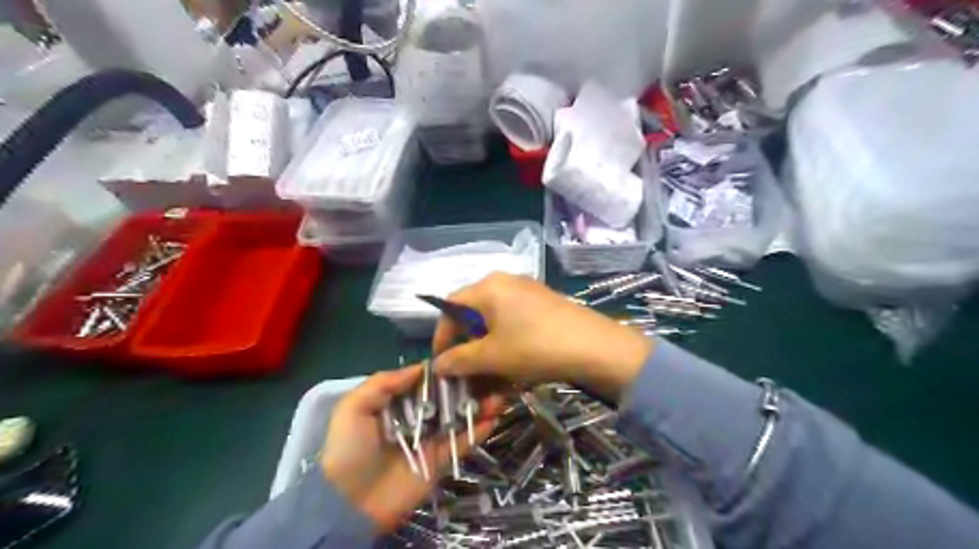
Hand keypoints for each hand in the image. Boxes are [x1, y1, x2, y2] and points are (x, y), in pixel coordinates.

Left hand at [321, 364, 503, 531]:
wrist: (350, 503)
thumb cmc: (349, 448)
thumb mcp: (354, 408)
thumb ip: (384, 382)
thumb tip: (422, 367)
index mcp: (397, 402)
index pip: (425, 381)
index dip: (445, 369)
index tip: (465, 355)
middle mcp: (418, 417)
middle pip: (447, 396)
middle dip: (468, 385)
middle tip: (490, 372)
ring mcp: (432, 439)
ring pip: (460, 416)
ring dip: (479, 404)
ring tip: (499, 392)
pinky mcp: (442, 460)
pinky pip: (464, 442)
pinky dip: (480, 429)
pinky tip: (494, 416)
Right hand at [434, 272, 648, 398]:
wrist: (595, 347)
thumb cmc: (534, 347)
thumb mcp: (492, 356)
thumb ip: (459, 360)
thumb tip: (438, 364)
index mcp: (488, 287)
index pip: (451, 306)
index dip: (442, 335)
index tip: (442, 362)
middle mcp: (506, 281)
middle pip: (474, 312)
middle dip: (468, 344)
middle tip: (469, 370)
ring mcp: (528, 290)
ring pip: (496, 319)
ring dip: (488, 346)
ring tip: (493, 372)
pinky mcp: (545, 302)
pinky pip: (515, 320)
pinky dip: (508, 341)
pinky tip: (515, 363)